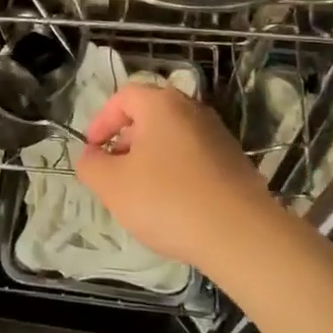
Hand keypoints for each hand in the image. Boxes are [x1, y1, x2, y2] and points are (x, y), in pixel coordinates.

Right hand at [74, 83, 271, 269]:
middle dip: (126, 142)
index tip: (93, 151)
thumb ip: (92, 166)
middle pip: (150, 115)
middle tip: (115, 173)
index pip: (124, 96)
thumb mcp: (113, 186)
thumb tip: (91, 157)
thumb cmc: (168, 200)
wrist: (241, 235)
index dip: (102, 121)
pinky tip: (174, 206)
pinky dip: (177, 173)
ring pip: (173, 138)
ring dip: (151, 159)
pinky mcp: (235, 162)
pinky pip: (194, 159)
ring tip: (142, 194)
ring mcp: (218, 136)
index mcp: (162, 104)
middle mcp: (192, 110)